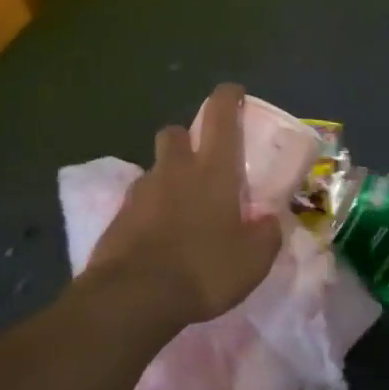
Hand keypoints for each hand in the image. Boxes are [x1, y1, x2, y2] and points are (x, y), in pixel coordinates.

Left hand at [84, 84, 283, 326]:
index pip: (220, 117)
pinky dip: (151, 207)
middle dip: (186, 137)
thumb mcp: (253, 261)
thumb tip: (270, 222)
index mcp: (213, 171)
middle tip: (202, 160)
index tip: (233, 92)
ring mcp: (142, 192)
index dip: (227, 98)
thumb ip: (266, 235)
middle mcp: (175, 171)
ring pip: (156, 167)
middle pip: (174, 132)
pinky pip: (139, 200)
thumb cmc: (203, 270)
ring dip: (169, 176)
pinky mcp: (119, 216)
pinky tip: (160, 233)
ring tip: (183, 206)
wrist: (133, 297)